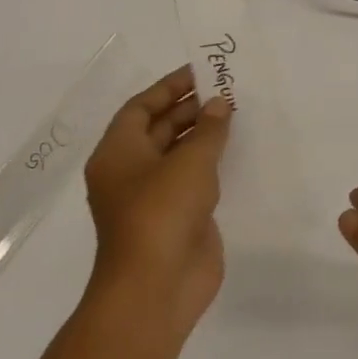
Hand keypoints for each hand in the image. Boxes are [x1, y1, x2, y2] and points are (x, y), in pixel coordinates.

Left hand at [82, 66, 231, 338]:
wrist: (157, 287)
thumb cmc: (162, 213)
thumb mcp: (189, 162)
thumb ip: (209, 129)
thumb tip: (219, 104)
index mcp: (118, 154)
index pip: (140, 108)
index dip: (169, 87)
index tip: (202, 72)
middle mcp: (131, 172)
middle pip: (160, 128)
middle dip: (192, 108)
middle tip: (229, 90)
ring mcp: (154, 197)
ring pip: (179, 155)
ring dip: (205, 135)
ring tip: (239, 114)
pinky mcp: (178, 218)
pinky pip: (195, 180)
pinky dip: (213, 163)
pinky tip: (239, 151)